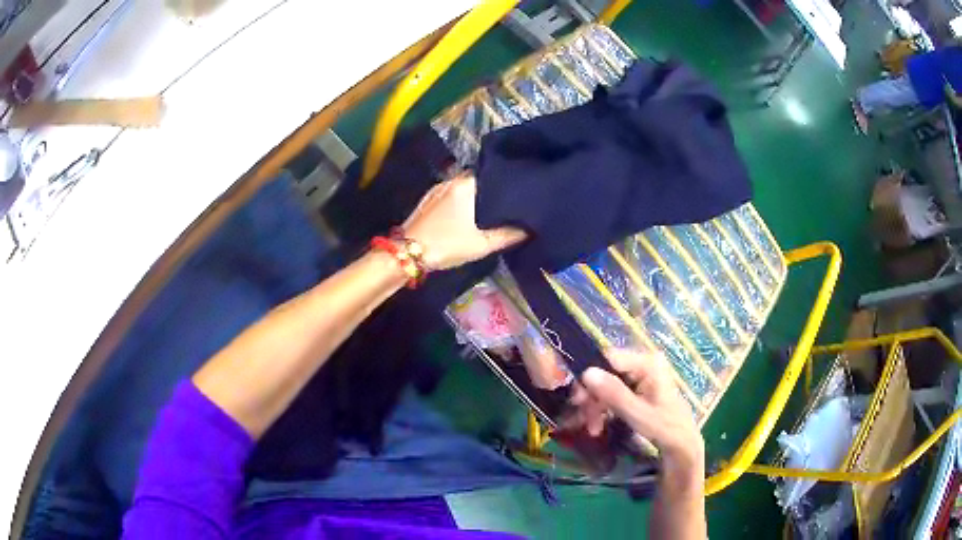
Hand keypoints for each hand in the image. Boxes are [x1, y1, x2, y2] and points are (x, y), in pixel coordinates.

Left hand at [403, 173, 526, 270]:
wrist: (406, 253)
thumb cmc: (446, 245)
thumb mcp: (481, 244)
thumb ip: (508, 235)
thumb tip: (529, 229)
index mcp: (465, 185)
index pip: (491, 174)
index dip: (504, 182)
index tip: (517, 191)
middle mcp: (450, 181)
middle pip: (476, 180)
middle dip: (490, 190)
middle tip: (506, 203)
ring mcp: (436, 190)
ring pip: (462, 187)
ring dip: (473, 196)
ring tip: (490, 208)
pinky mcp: (427, 200)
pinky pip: (450, 194)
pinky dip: (460, 200)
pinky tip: (467, 214)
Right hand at [581, 350, 703, 473]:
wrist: (681, 445)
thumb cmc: (664, 428)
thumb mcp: (637, 413)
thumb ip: (613, 393)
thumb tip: (586, 372)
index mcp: (647, 363)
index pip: (609, 358)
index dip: (589, 377)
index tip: (577, 400)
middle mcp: (642, 363)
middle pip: (605, 372)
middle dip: (592, 397)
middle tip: (583, 419)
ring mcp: (639, 376)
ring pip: (605, 385)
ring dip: (595, 407)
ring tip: (593, 429)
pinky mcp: (636, 389)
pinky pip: (611, 393)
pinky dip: (603, 409)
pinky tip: (598, 426)